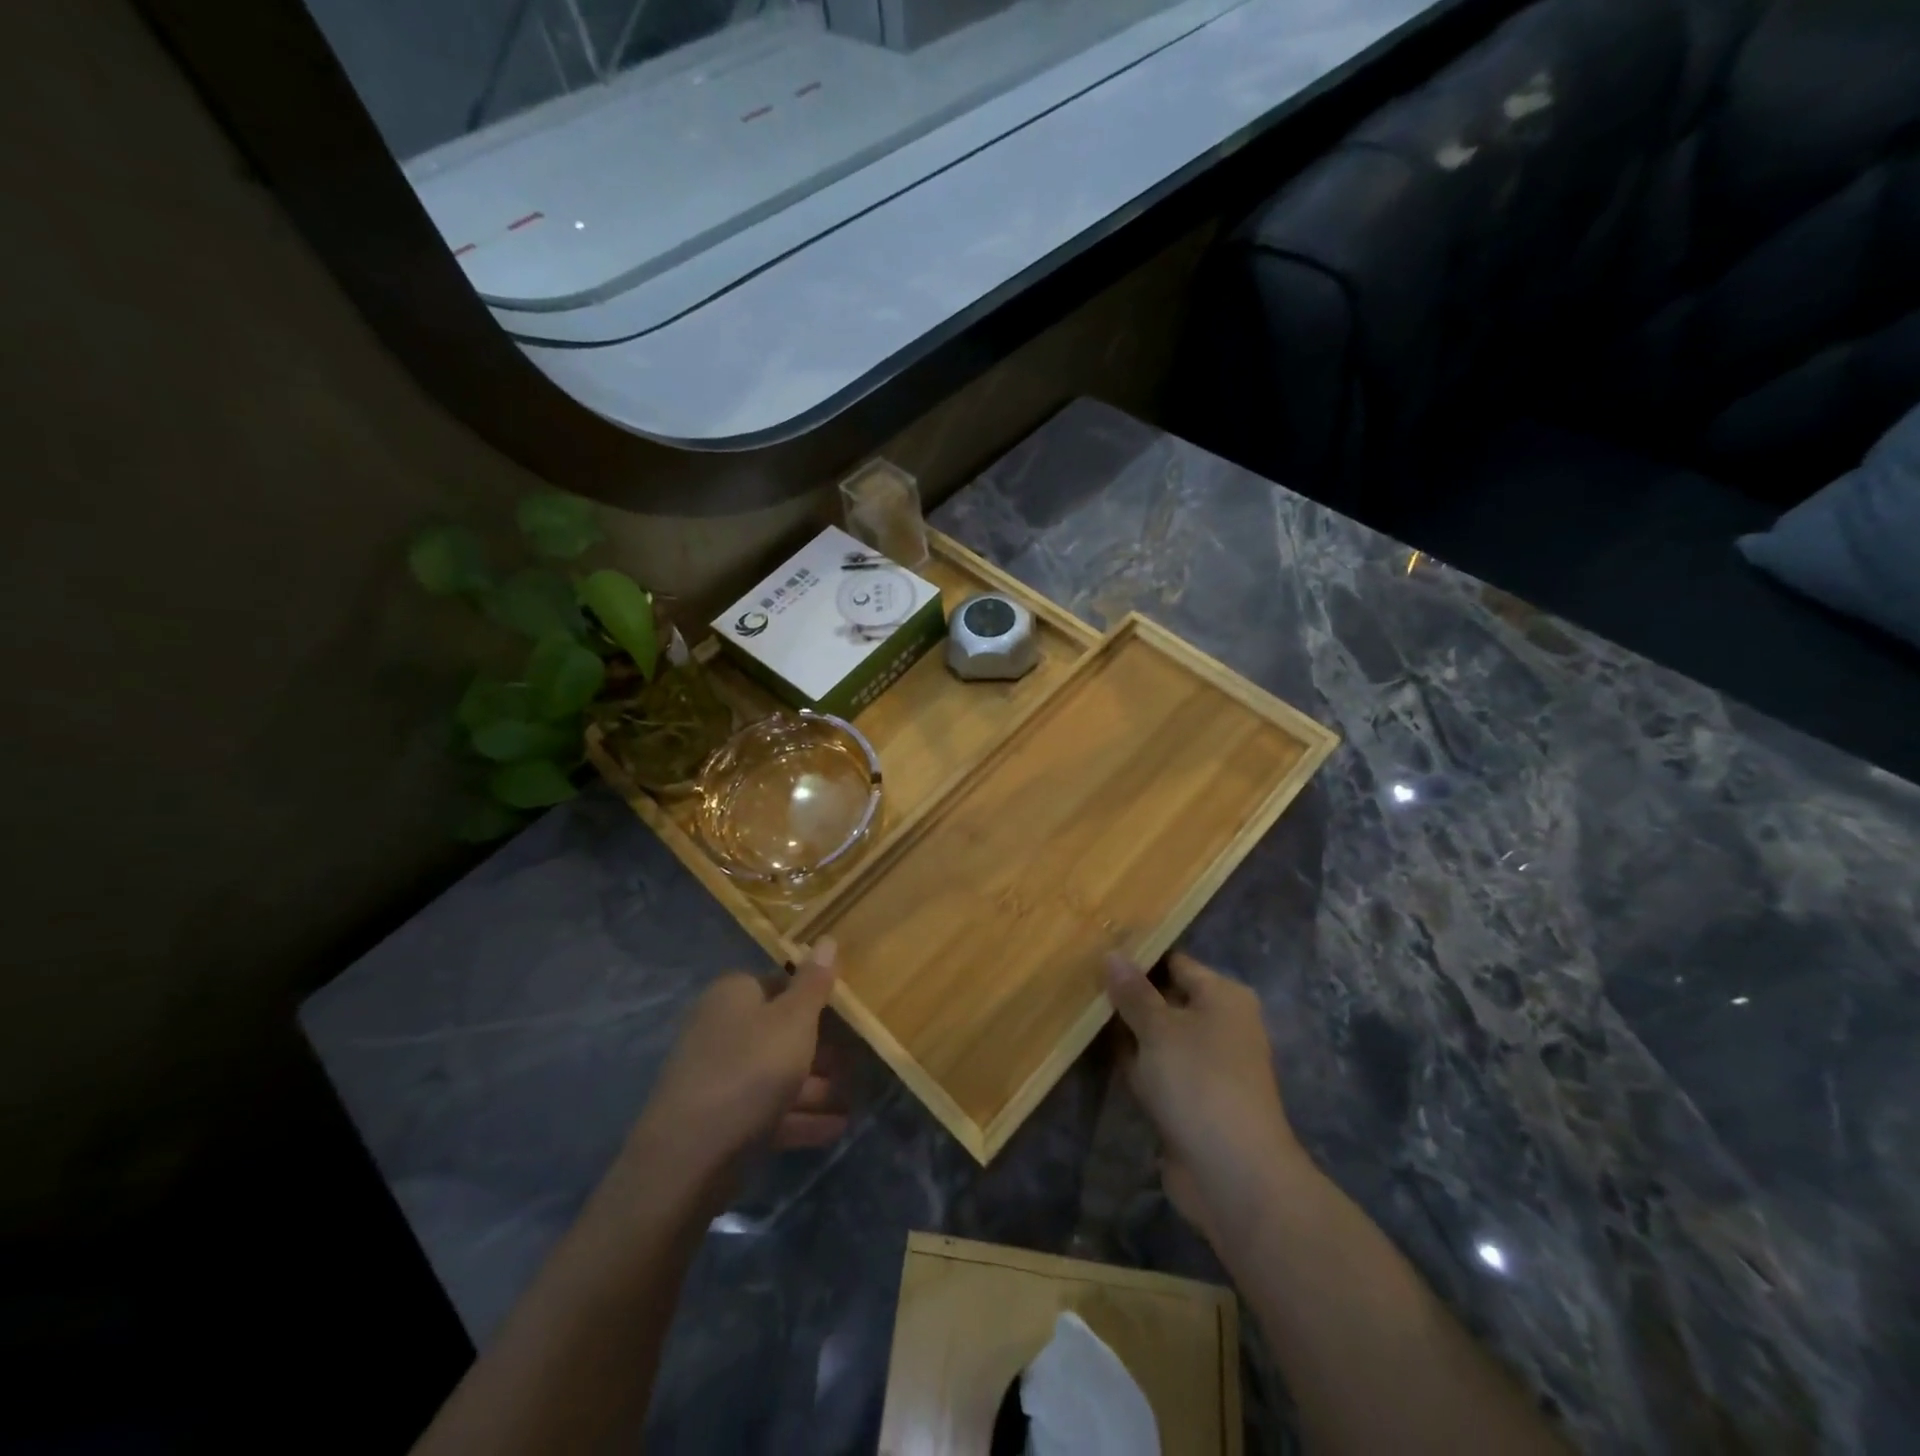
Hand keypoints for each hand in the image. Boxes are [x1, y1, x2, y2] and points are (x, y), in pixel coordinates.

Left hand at [628, 939, 846, 1183]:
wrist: (689, 1158)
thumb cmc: (750, 1071)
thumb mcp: (793, 1021)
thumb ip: (814, 984)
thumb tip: (826, 939)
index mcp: (734, 995)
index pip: (780, 983)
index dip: (815, 996)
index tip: (848, 1014)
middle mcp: (722, 1028)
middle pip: (781, 1031)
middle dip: (821, 1048)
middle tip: (859, 1060)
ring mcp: (720, 1076)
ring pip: (777, 1073)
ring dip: (816, 1087)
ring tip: (856, 1100)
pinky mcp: (722, 1119)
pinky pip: (769, 1109)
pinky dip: (800, 1116)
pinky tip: (836, 1128)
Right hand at [1106, 952, 1310, 1251]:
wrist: (1233, 1175)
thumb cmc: (1199, 1082)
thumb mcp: (1159, 1028)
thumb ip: (1132, 991)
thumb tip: (1112, 953)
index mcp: (1223, 997)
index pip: (1175, 962)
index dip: (1137, 956)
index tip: (1095, 950)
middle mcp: (1219, 1024)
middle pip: (1164, 998)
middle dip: (1126, 994)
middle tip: (1079, 980)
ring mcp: (1206, 1064)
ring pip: (1156, 1035)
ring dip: (1125, 1030)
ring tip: (1078, 1010)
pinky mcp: (1191, 1097)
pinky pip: (1156, 1067)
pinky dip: (1133, 1062)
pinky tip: (1094, 1051)